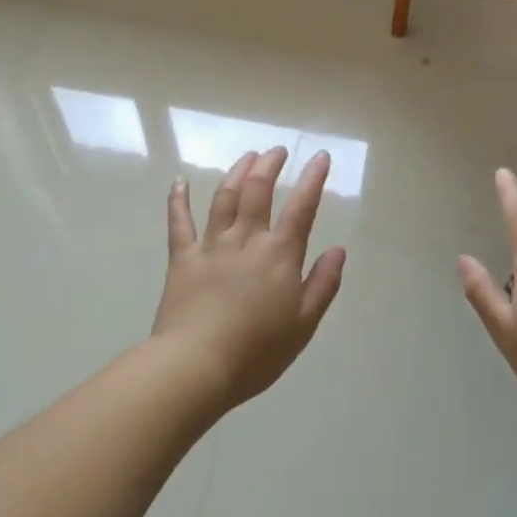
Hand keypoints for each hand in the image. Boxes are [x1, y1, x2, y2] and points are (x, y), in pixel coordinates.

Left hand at [153, 147, 346, 410]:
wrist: (196, 365)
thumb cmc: (257, 352)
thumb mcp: (303, 324)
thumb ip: (323, 284)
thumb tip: (338, 250)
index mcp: (279, 255)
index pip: (301, 208)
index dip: (313, 179)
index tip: (321, 156)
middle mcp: (246, 240)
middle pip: (258, 191)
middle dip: (270, 165)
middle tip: (277, 150)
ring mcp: (211, 246)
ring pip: (224, 198)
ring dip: (236, 172)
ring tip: (247, 156)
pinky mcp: (182, 259)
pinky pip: (179, 223)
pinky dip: (178, 200)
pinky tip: (178, 182)